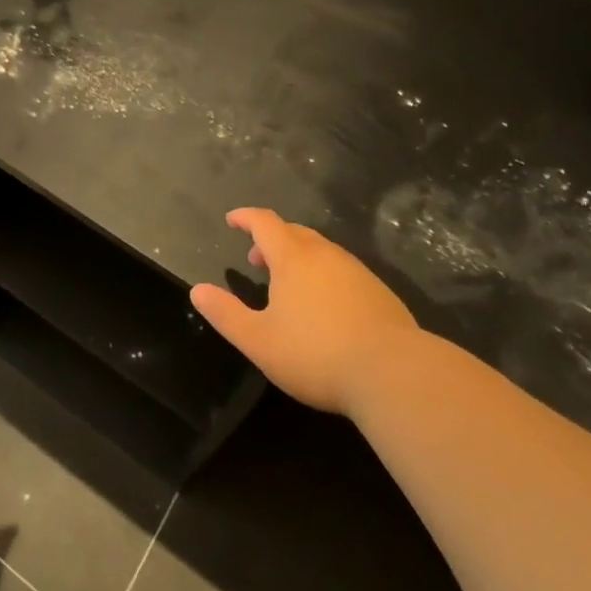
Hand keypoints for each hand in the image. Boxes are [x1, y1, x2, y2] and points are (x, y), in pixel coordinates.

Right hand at [190, 208, 421, 414]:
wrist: (394, 373)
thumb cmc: (317, 354)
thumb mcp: (259, 341)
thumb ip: (226, 314)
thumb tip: (197, 291)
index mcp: (293, 258)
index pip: (264, 222)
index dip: (245, 218)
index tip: (232, 220)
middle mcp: (325, 254)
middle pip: (293, 232)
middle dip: (271, 239)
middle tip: (257, 259)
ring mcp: (355, 271)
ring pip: (321, 250)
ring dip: (299, 257)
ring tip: (288, 284)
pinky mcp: (378, 292)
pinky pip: (342, 270)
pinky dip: (324, 275)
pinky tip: (326, 306)